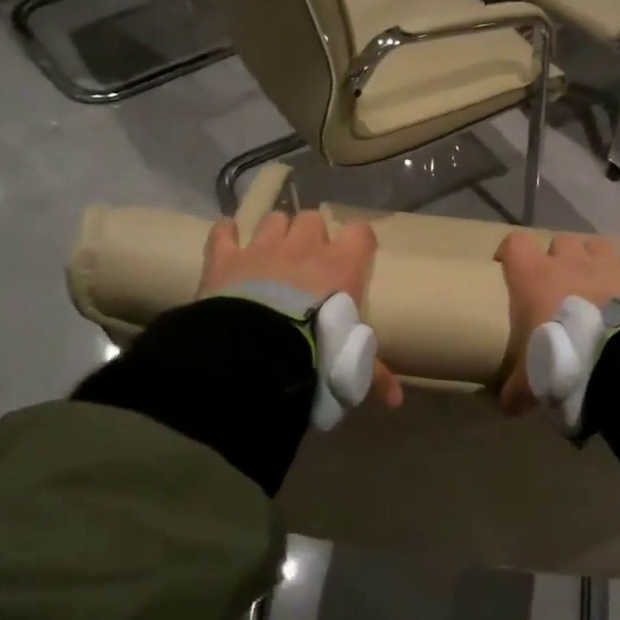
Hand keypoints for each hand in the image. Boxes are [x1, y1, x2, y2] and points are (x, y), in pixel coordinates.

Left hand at [198, 211, 402, 407]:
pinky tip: (227, 238)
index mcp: (340, 266)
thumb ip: (374, 373)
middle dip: (311, 233)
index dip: (358, 240)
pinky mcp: (227, 258)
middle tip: (308, 258)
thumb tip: (396, 401)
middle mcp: (304, 247)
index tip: (356, 254)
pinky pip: (223, 233)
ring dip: (275, 231)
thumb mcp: (350, 365)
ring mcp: (263, 248)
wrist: (258, 352)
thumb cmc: (315, 351)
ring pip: (274, 219)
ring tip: (272, 251)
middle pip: (313, 219)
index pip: (360, 233)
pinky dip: (225, 234)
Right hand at [494, 232, 619, 412]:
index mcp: (534, 277)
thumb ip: (515, 389)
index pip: (515, 244)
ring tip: (600, 283)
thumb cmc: (564, 361)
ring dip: (597, 258)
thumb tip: (505, 406)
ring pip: (598, 243)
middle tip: (562, 285)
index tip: (510, 268)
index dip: (512, 253)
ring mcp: (610, 261)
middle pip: (560, 242)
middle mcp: (571, 260)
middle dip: (561, 259)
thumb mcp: (530, 381)